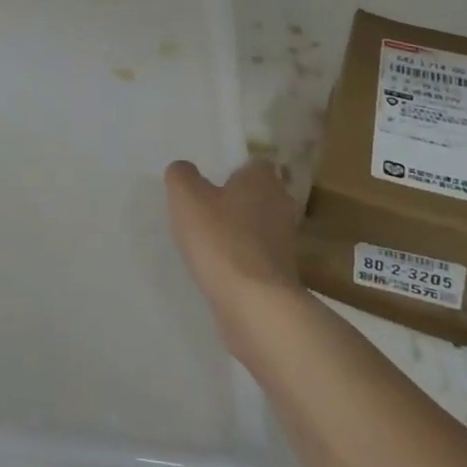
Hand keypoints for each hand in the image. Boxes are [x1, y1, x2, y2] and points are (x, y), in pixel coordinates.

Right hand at [164, 159, 306, 352]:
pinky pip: (256, 255)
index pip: (254, 164)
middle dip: (236, 200)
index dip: (234, 169)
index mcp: (263, 179)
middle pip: (258, 194)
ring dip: (238, 231)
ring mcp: (284, 241)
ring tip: (206, 238)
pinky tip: (217, 265)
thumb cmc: (220, 238)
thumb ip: (182, 176)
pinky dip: (240, 257)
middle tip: (204, 206)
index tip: (211, 180)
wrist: (253, 303)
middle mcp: (280, 204)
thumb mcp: (186, 197)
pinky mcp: (280, 273)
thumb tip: (183, 169)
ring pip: (258, 226)